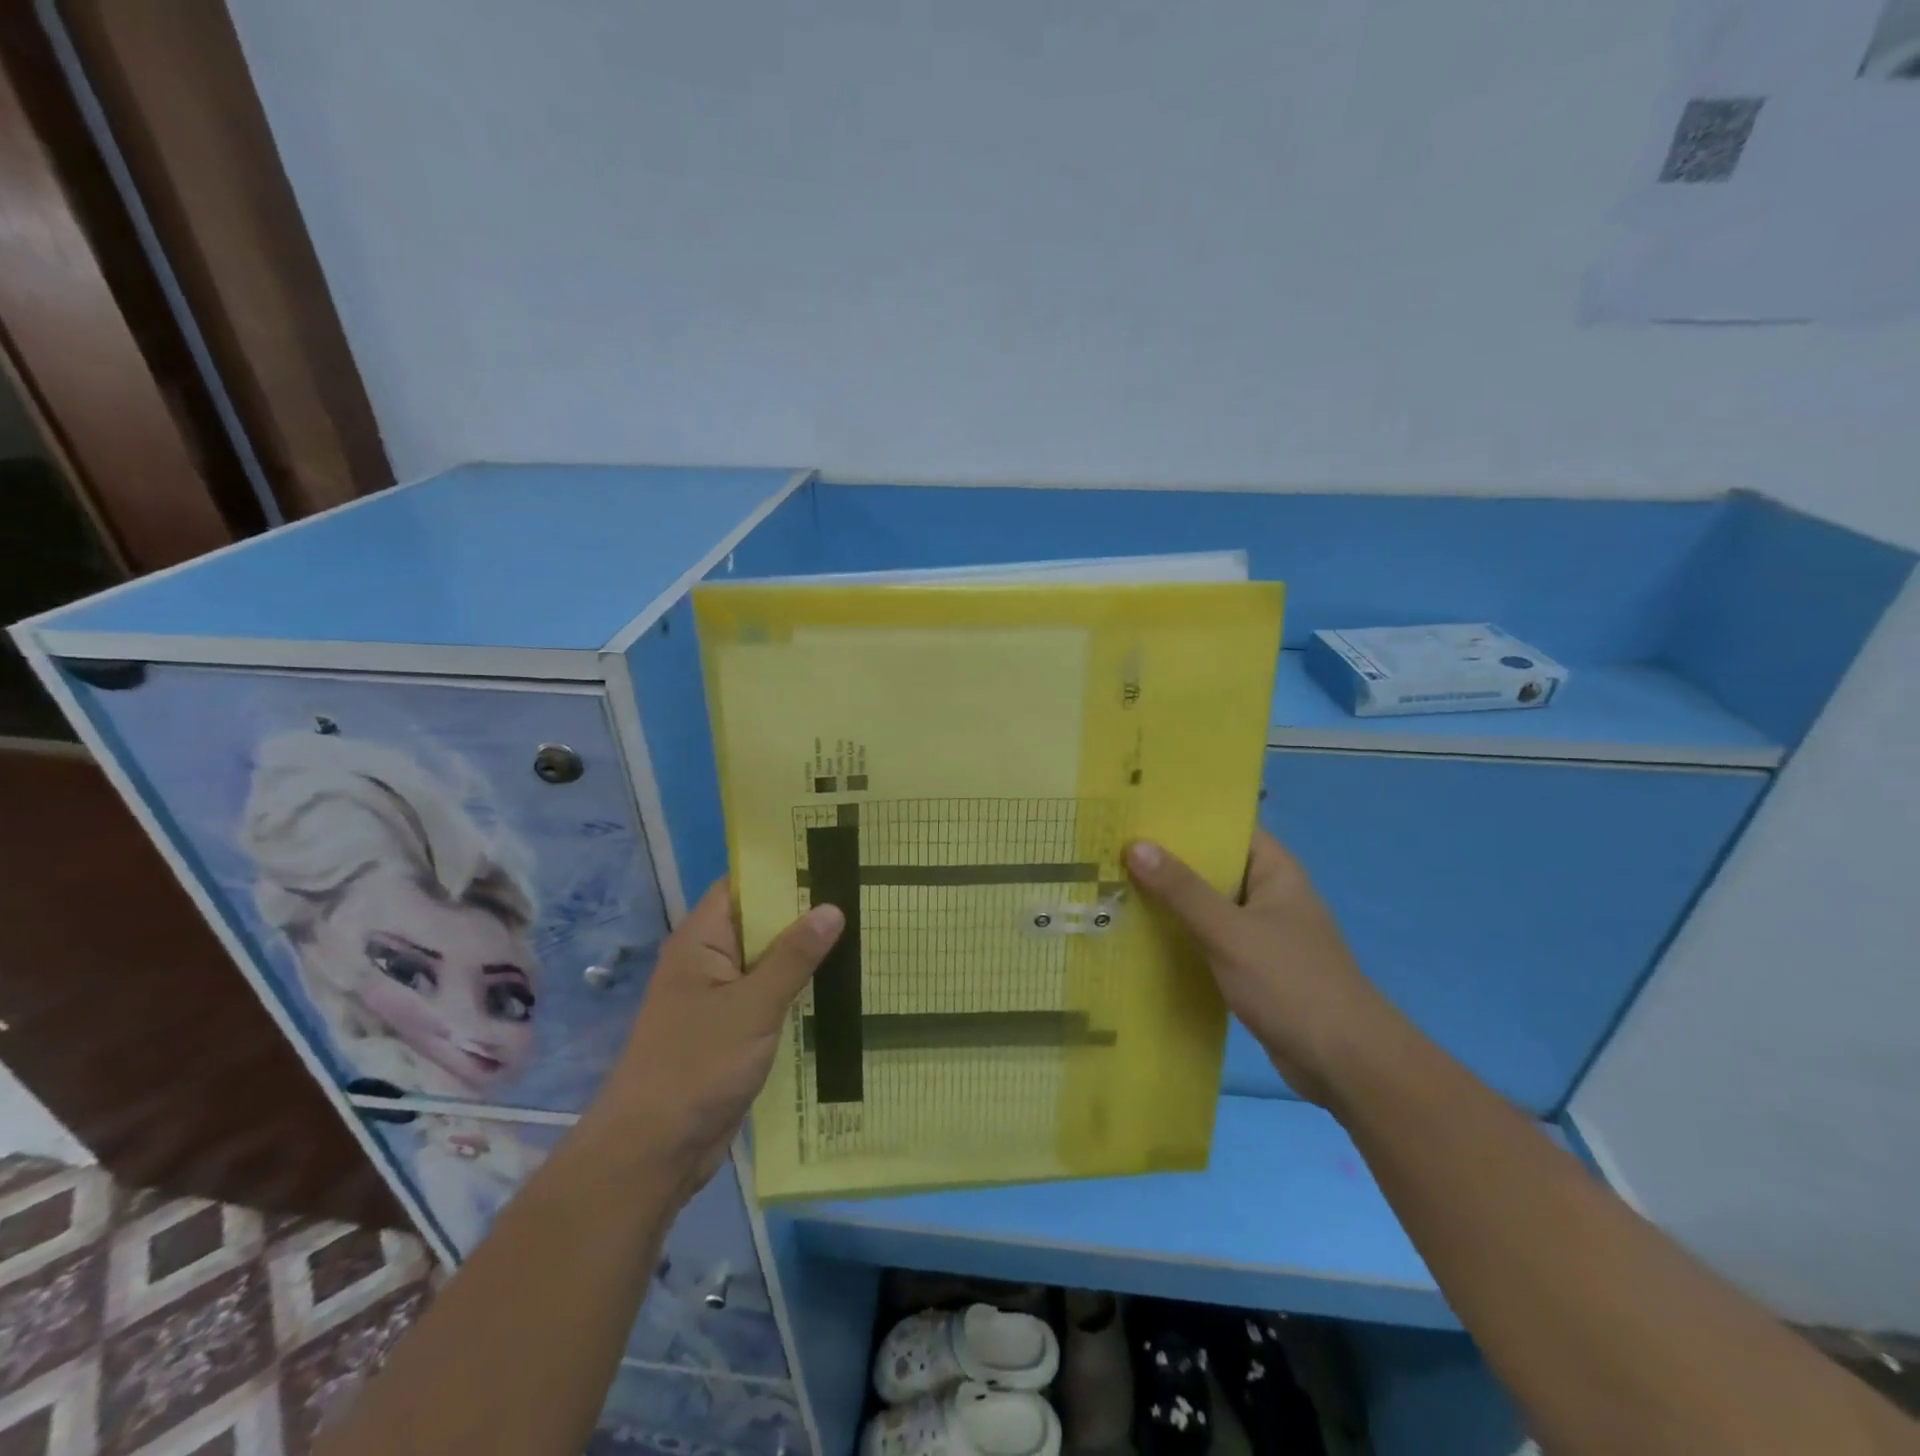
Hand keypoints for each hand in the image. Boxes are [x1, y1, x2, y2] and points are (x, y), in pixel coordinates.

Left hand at [598, 884, 843, 1191]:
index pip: (744, 885)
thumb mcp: (753, 1006)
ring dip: (808, 953)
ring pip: (770, 961)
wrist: (653, 1152)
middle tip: (863, 894)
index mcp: (702, 939)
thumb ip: (794, 956)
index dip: (783, 870)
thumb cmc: (697, 1066)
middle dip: (806, 911)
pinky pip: (771, 996)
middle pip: (762, 922)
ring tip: (865, 932)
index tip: (832, 858)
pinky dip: (800, 989)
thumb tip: (832, 908)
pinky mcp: (733, 1030)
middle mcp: (710, 960)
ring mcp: (722, 997)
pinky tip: (842, 985)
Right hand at [1126, 830, 1395, 1106]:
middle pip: (1213, 866)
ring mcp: (1261, 932)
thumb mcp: (1230, 932)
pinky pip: (1209, 938)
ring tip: (1114, 882)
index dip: (1186, 818)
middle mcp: (1269, 894)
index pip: (1228, 828)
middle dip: (1168, 860)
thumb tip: (1136, 845)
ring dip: (1170, 899)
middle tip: (1113, 847)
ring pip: (1208, 904)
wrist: (1345, 1063)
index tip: (1138, 811)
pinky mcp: (1252, 966)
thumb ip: (1183, 890)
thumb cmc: (1291, 983)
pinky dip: (1181, 933)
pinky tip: (1140, 933)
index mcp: (1276, 871)